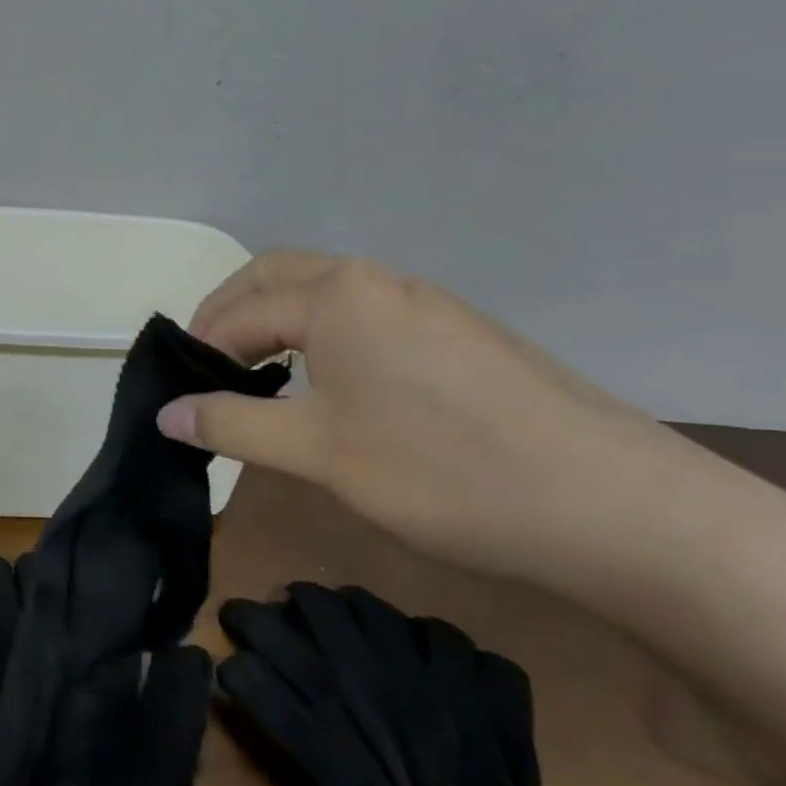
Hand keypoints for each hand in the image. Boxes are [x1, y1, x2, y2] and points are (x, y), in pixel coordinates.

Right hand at [156, 250, 658, 582]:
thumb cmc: (442, 472)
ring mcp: (427, 303)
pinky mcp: (461, 334)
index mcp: (336, 295)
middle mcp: (378, 280)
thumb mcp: (318, 452)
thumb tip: (166, 413)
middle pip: (277, 276)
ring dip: (279, 322)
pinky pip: (367, 317)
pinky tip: (334, 388)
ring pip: (326, 293)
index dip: (200, 351)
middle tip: (209, 368)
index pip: (239, 312)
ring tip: (262, 378)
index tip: (180, 395)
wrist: (619, 509)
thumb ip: (233, 424)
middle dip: (231, 314)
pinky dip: (325, 336)